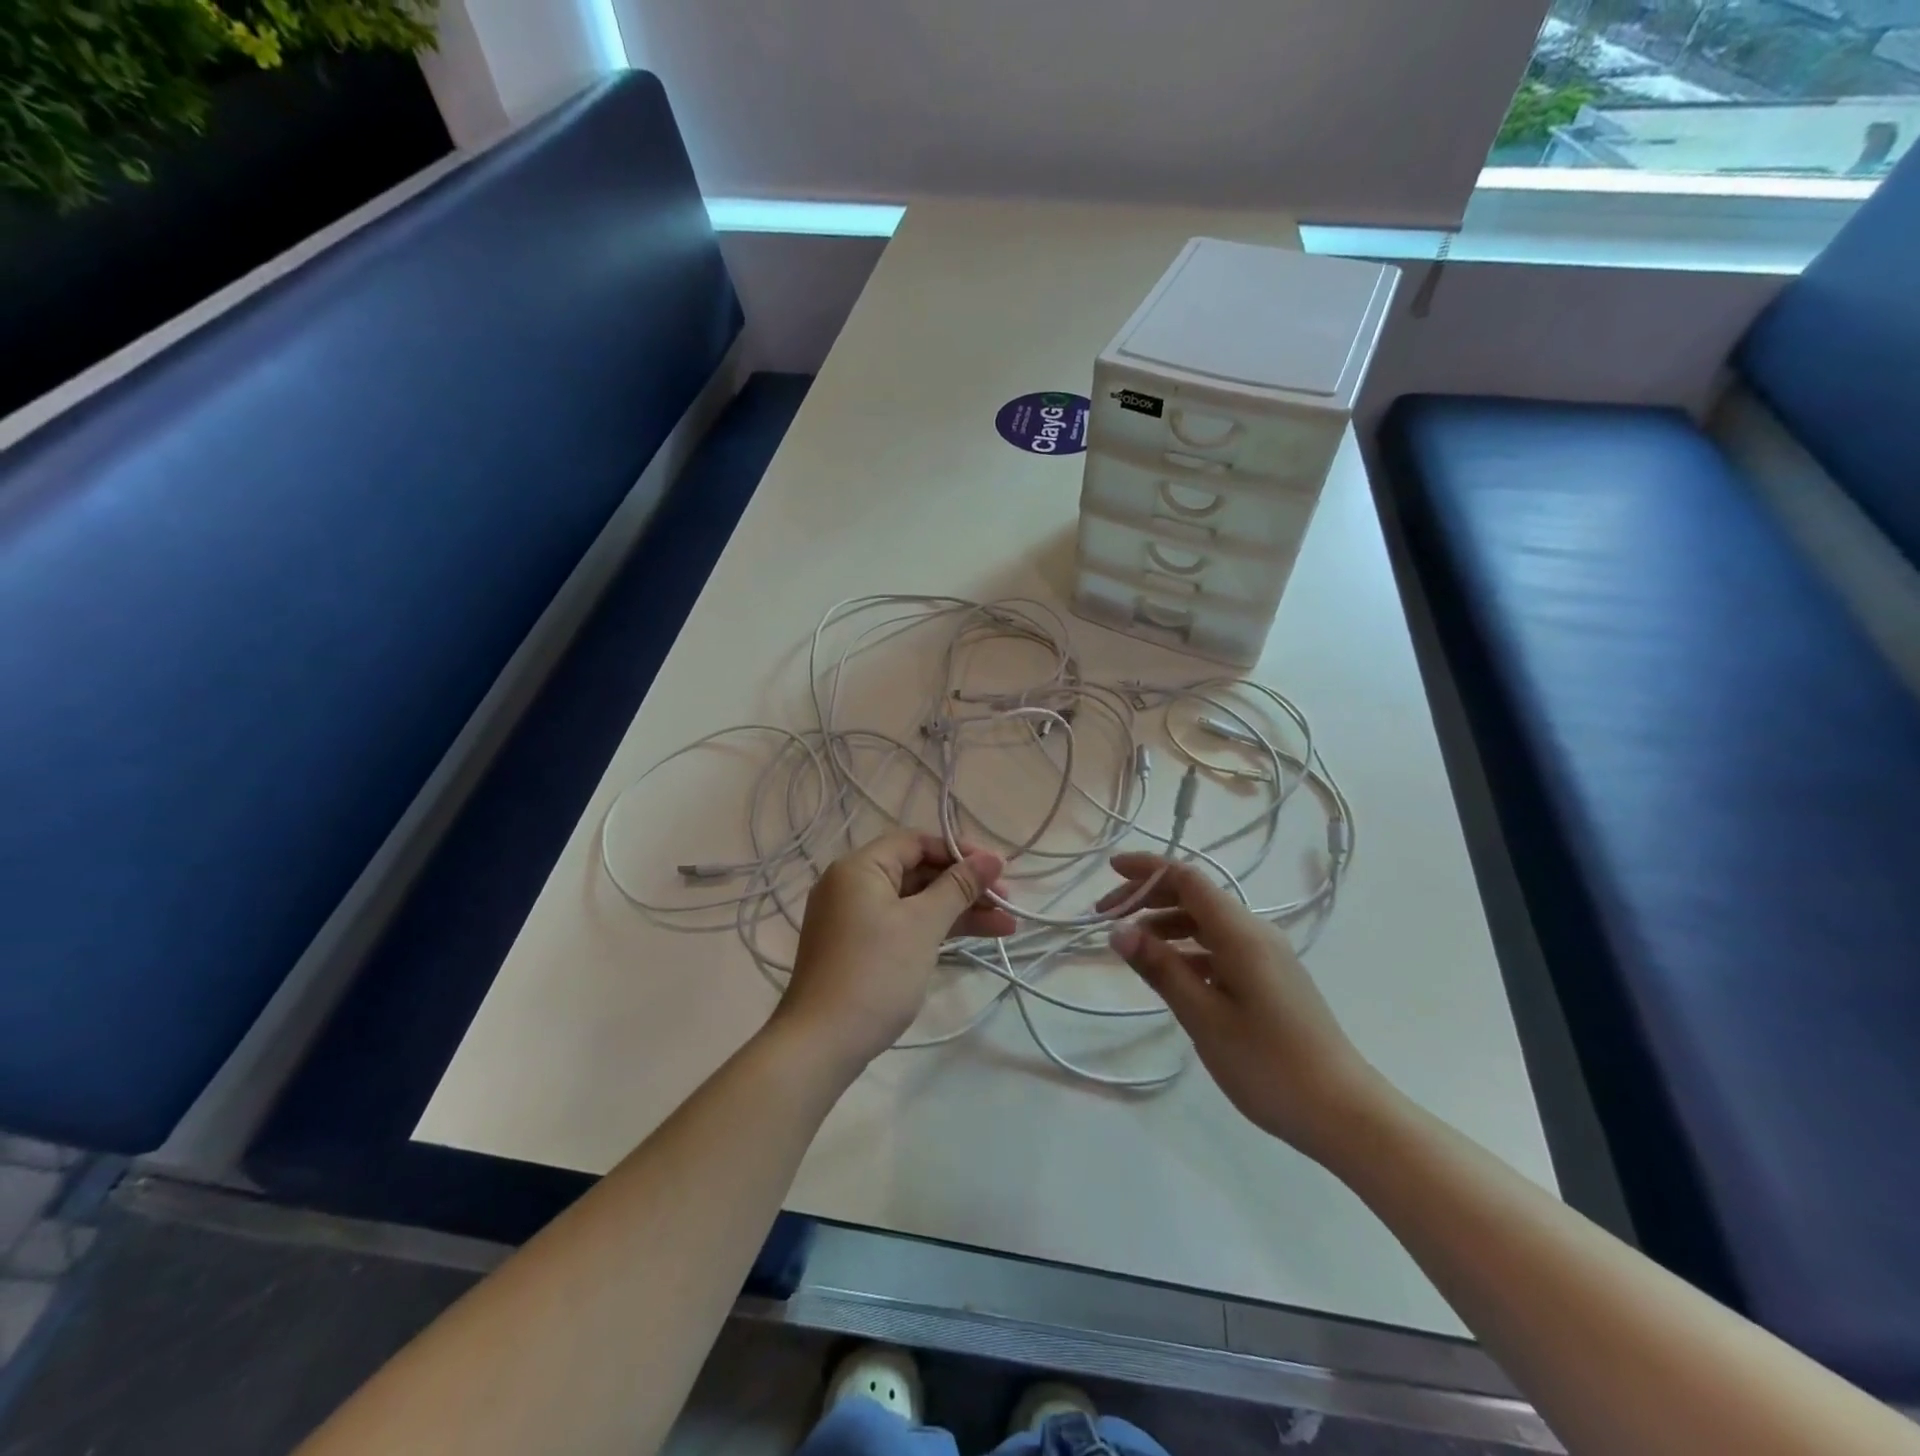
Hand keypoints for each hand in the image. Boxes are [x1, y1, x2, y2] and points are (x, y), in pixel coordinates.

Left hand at [778, 832, 1016, 1072]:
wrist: (821, 1044)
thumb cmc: (876, 973)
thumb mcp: (923, 925)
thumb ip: (959, 887)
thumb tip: (993, 858)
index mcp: (859, 867)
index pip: (916, 843)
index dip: (959, 852)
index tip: (998, 869)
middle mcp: (851, 885)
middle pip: (917, 871)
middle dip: (965, 886)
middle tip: (1007, 902)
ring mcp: (852, 918)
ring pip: (914, 902)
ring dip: (957, 911)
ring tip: (1006, 926)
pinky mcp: (857, 947)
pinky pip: (902, 924)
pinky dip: (934, 929)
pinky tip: (972, 939)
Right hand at [1098, 854, 1382, 1159]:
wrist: (1344, 1113)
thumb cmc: (1268, 1064)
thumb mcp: (1204, 1017)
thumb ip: (1160, 968)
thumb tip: (1118, 931)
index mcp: (1241, 933)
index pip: (1188, 879)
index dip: (1148, 868)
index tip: (1111, 870)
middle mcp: (1255, 933)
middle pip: (1195, 896)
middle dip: (1149, 897)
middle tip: (1107, 918)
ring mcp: (1266, 956)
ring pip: (1206, 923)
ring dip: (1166, 925)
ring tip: (1131, 948)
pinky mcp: (1269, 978)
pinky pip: (1219, 947)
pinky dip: (1187, 949)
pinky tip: (1169, 973)